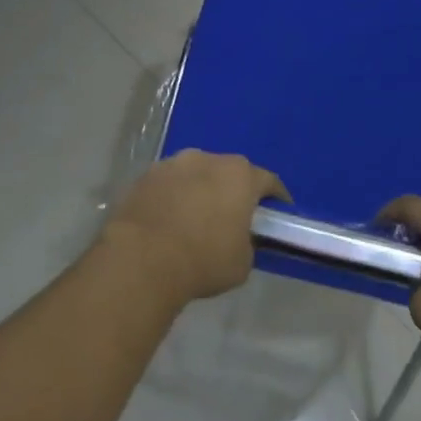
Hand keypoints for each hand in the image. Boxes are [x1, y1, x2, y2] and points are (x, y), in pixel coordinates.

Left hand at [103, 151, 287, 304]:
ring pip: (195, 175)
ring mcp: (172, 164)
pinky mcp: (143, 177)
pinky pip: (168, 185)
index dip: (276, 198)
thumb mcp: (242, 261)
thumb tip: (237, 238)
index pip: (268, 181)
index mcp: (240, 176)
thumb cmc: (203, 260)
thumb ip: (247, 241)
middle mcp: (208, 159)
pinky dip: (172, 198)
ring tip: (195, 217)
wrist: (142, 260)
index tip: (278, 213)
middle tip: (233, 215)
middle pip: (229, 172)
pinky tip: (168, 220)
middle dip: (233, 190)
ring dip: (199, 190)